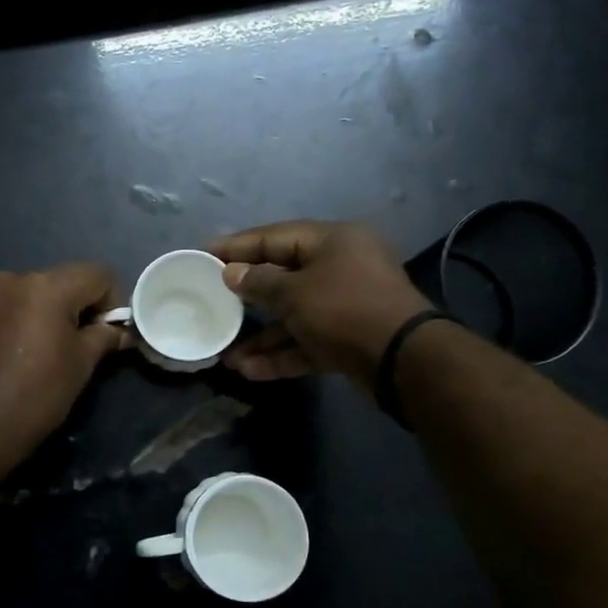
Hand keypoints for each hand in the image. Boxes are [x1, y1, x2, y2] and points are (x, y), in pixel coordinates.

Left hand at [0, 263, 129, 499]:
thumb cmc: (34, 398)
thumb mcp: (80, 367)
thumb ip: (104, 337)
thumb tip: (120, 330)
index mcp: (46, 287)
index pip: (97, 274)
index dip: (112, 302)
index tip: (108, 334)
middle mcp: (13, 277)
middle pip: (62, 280)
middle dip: (77, 307)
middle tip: (78, 345)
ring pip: (32, 292)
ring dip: (46, 312)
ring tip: (42, 351)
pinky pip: (6, 304)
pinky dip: (19, 318)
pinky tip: (15, 351)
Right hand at [210, 221, 429, 386]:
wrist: (402, 360)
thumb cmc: (344, 309)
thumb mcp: (295, 293)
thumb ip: (259, 282)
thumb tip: (231, 273)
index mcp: (333, 241)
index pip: (276, 237)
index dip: (238, 245)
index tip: (205, 253)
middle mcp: (341, 268)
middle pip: (283, 277)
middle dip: (246, 296)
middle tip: (211, 300)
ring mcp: (346, 305)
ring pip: (294, 316)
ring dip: (261, 336)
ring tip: (226, 355)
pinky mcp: (348, 339)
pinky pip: (307, 341)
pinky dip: (281, 353)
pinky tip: (249, 370)